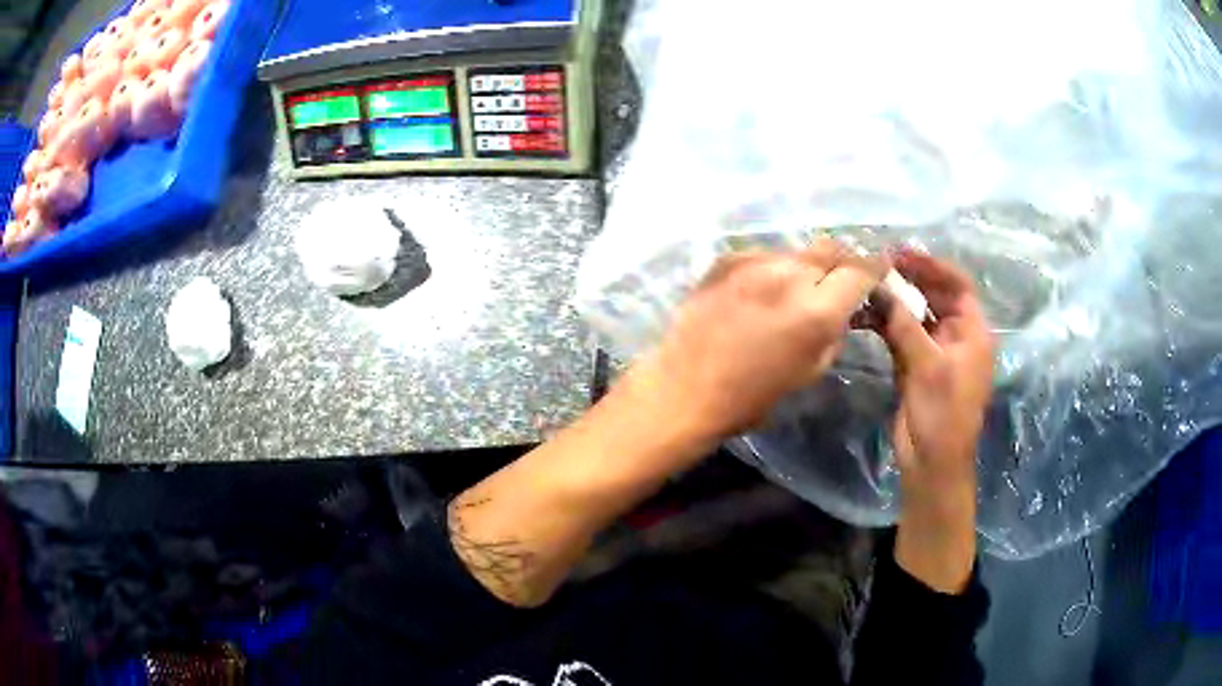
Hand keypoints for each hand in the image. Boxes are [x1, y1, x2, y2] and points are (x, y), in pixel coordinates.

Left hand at [630, 239, 888, 445]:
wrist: (684, 388)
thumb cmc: (751, 396)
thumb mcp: (811, 370)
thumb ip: (835, 330)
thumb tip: (844, 308)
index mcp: (816, 310)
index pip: (860, 271)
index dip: (876, 268)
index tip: (882, 267)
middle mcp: (788, 274)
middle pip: (831, 249)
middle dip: (844, 262)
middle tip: (841, 279)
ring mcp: (754, 261)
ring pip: (797, 252)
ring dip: (806, 267)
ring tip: (796, 290)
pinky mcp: (726, 259)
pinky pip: (765, 255)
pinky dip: (773, 269)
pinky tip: (761, 292)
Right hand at [877, 248, 995, 591]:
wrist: (931, 464)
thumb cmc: (943, 415)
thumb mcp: (929, 368)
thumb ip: (907, 327)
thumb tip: (883, 291)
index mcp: (972, 333)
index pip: (958, 286)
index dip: (934, 267)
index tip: (904, 253)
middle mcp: (956, 337)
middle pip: (935, 296)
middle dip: (910, 280)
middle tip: (879, 265)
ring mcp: (935, 352)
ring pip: (916, 315)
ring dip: (895, 301)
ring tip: (868, 285)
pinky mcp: (915, 366)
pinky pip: (901, 336)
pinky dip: (886, 324)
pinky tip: (866, 315)